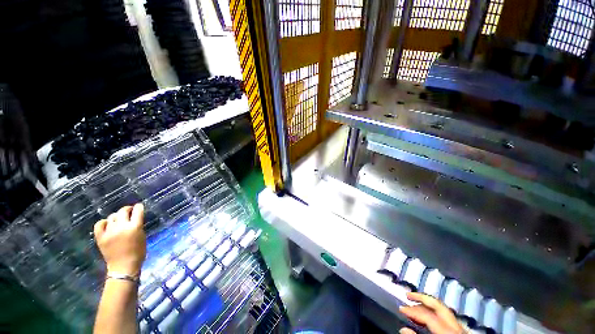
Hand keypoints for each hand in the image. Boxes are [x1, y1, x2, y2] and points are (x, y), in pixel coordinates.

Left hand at [94, 204, 146, 276]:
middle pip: (123, 211)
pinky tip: (107, 224)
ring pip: (112, 217)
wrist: (123, 267)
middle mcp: (121, 227)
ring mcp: (109, 232)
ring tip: (119, 219)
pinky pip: (99, 224)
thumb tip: (135, 218)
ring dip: (117, 216)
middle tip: (129, 211)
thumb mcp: (142, 236)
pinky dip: (104, 222)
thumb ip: (138, 226)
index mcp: (134, 227)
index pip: (137, 211)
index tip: (139, 206)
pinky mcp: (100, 237)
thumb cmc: (138, 252)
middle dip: (127, 209)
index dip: (138, 207)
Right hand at [399, 292, 462, 333]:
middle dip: (422, 298)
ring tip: (415, 304)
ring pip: (443, 310)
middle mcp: (457, 327)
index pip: (428, 316)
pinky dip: (435, 314)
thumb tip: (403, 329)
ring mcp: (461, 329)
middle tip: (408, 295)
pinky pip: (447, 318)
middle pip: (439, 306)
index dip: (413, 311)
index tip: (401, 309)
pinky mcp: (462, 332)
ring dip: (428, 305)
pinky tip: (428, 317)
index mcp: (449, 332)